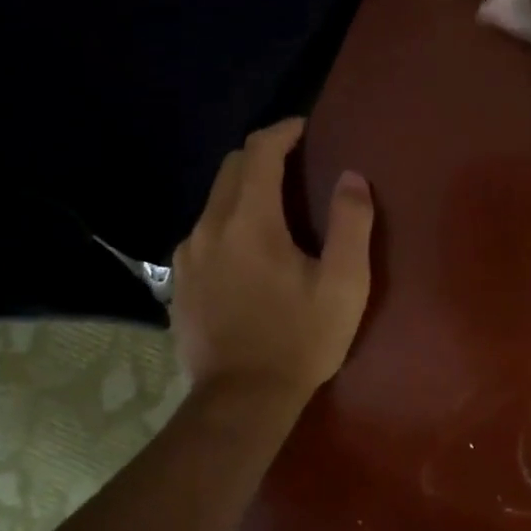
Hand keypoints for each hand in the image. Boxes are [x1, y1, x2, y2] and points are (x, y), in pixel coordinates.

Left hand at [170, 118, 374, 406]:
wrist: (240, 401)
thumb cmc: (299, 340)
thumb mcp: (343, 285)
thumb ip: (350, 223)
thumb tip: (351, 177)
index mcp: (249, 221)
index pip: (259, 151)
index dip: (283, 131)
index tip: (305, 129)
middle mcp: (209, 227)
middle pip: (231, 169)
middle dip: (263, 156)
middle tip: (296, 166)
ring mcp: (187, 256)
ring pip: (214, 201)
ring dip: (244, 191)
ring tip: (275, 210)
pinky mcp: (178, 282)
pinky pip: (203, 233)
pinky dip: (227, 223)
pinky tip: (247, 252)